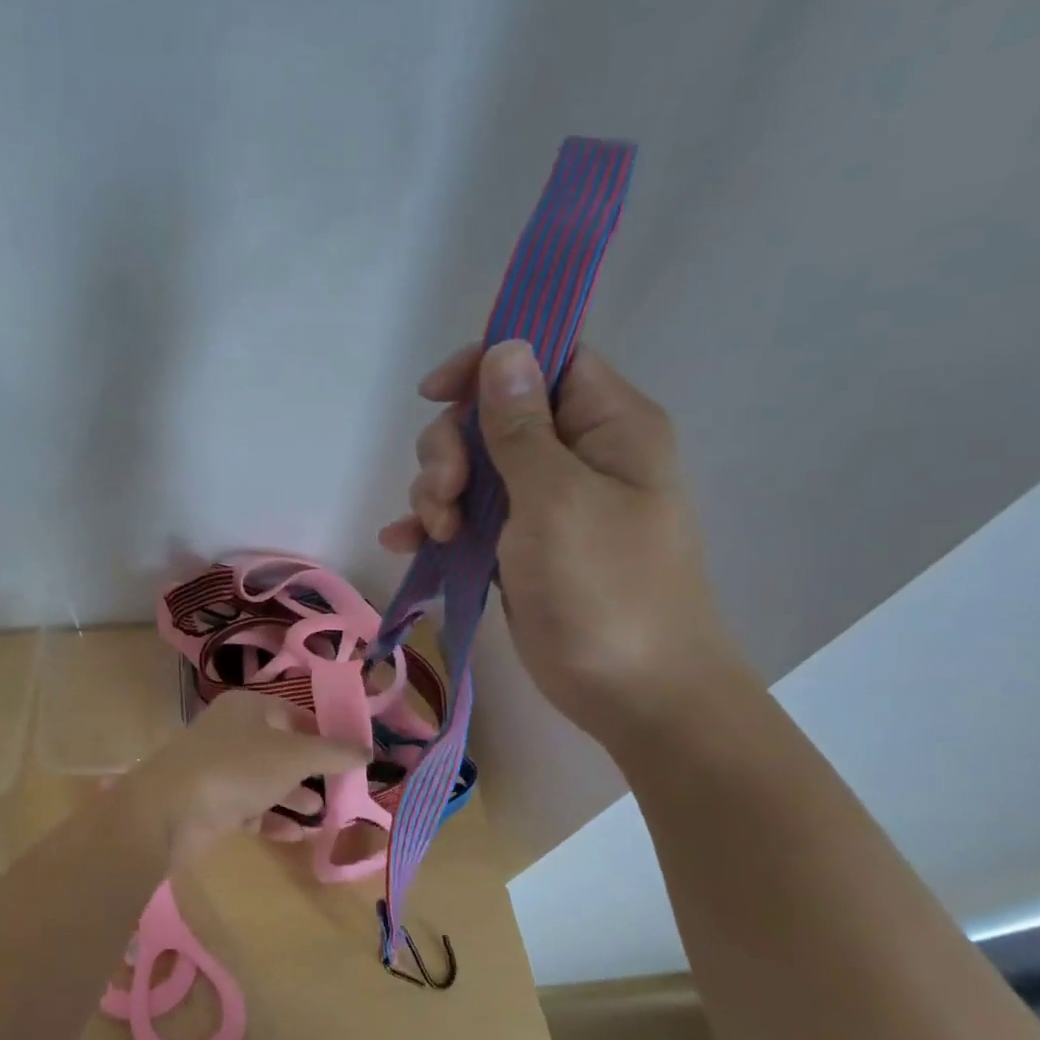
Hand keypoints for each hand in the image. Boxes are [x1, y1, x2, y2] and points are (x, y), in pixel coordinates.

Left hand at [113, 690, 369, 866]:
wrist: (169, 810)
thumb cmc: (237, 768)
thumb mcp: (293, 756)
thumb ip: (332, 752)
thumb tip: (367, 748)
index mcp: (248, 707)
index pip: (295, 713)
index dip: (324, 733)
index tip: (353, 757)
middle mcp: (232, 732)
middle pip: (281, 747)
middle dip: (311, 770)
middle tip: (344, 790)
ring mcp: (219, 767)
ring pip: (266, 779)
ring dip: (295, 796)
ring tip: (326, 815)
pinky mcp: (211, 801)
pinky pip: (249, 806)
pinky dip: (272, 817)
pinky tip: (297, 834)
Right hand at [378, 340, 748, 750]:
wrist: (632, 692)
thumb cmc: (605, 587)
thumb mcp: (557, 498)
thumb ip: (522, 425)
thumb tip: (506, 348)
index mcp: (606, 426)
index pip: (545, 359)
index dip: (489, 364)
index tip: (436, 393)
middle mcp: (574, 455)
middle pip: (492, 415)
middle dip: (452, 448)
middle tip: (447, 494)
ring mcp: (543, 503)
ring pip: (470, 466)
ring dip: (438, 491)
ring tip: (440, 533)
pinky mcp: (517, 544)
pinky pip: (465, 515)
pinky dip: (434, 525)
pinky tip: (406, 545)